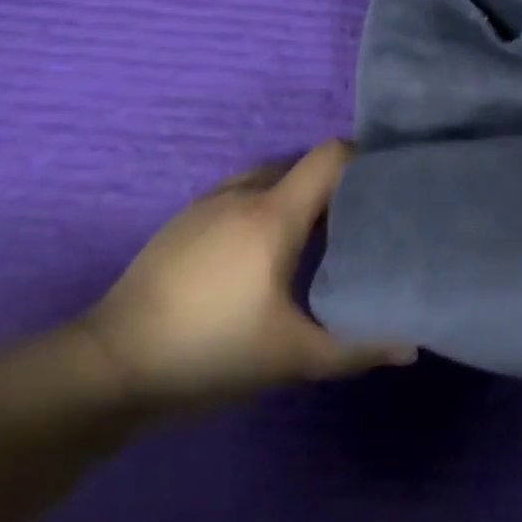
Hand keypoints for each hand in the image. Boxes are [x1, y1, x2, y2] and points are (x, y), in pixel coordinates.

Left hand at [77, 141, 414, 413]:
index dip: (364, 161)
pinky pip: (239, 195)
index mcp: (274, 212)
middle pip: (303, 167)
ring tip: (315, 236)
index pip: (330, 156)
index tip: (387, 186)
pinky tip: (261, 253)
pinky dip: (264, 208)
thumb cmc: (209, 351)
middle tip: (359, 221)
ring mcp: (208, 203)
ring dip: (296, 197)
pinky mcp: (183, 220)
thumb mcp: (290, 358)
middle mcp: (244, 192)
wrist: (110, 364)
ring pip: (269, 179)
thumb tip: (411, 346)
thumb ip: (355, 349)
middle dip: (335, 186)